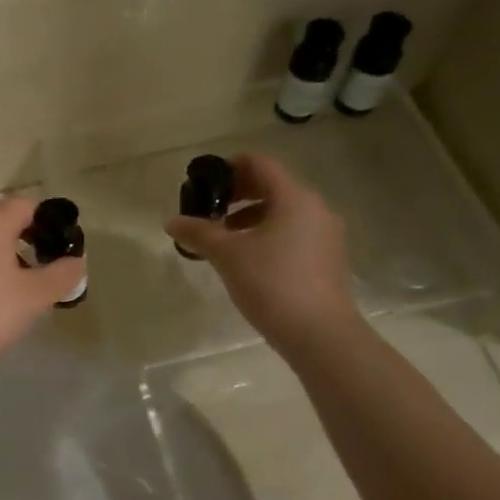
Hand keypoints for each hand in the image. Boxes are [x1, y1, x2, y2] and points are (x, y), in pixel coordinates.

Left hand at [0, 197, 84, 379]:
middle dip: (29, 236)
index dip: (50, 222)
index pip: (27, 205)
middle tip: (48, 266)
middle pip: (4, 217)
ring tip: (25, 282)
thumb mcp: (36, 295)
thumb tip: (77, 261)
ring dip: (8, 251)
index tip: (64, 249)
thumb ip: (63, 274)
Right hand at [165, 154, 357, 352]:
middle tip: (210, 210)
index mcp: (294, 198)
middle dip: (238, 194)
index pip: (260, 164)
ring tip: (224, 238)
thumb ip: (198, 232)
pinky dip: (268, 234)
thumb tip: (172, 221)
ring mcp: (326, 235)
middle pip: (272, 186)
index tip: (205, 182)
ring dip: (251, 217)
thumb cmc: (272, 284)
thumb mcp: (227, 255)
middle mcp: (315, 208)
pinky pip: (293, 232)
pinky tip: (248, 259)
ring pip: (283, 212)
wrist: (321, 335)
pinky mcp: (328, 259)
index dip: (230, 166)